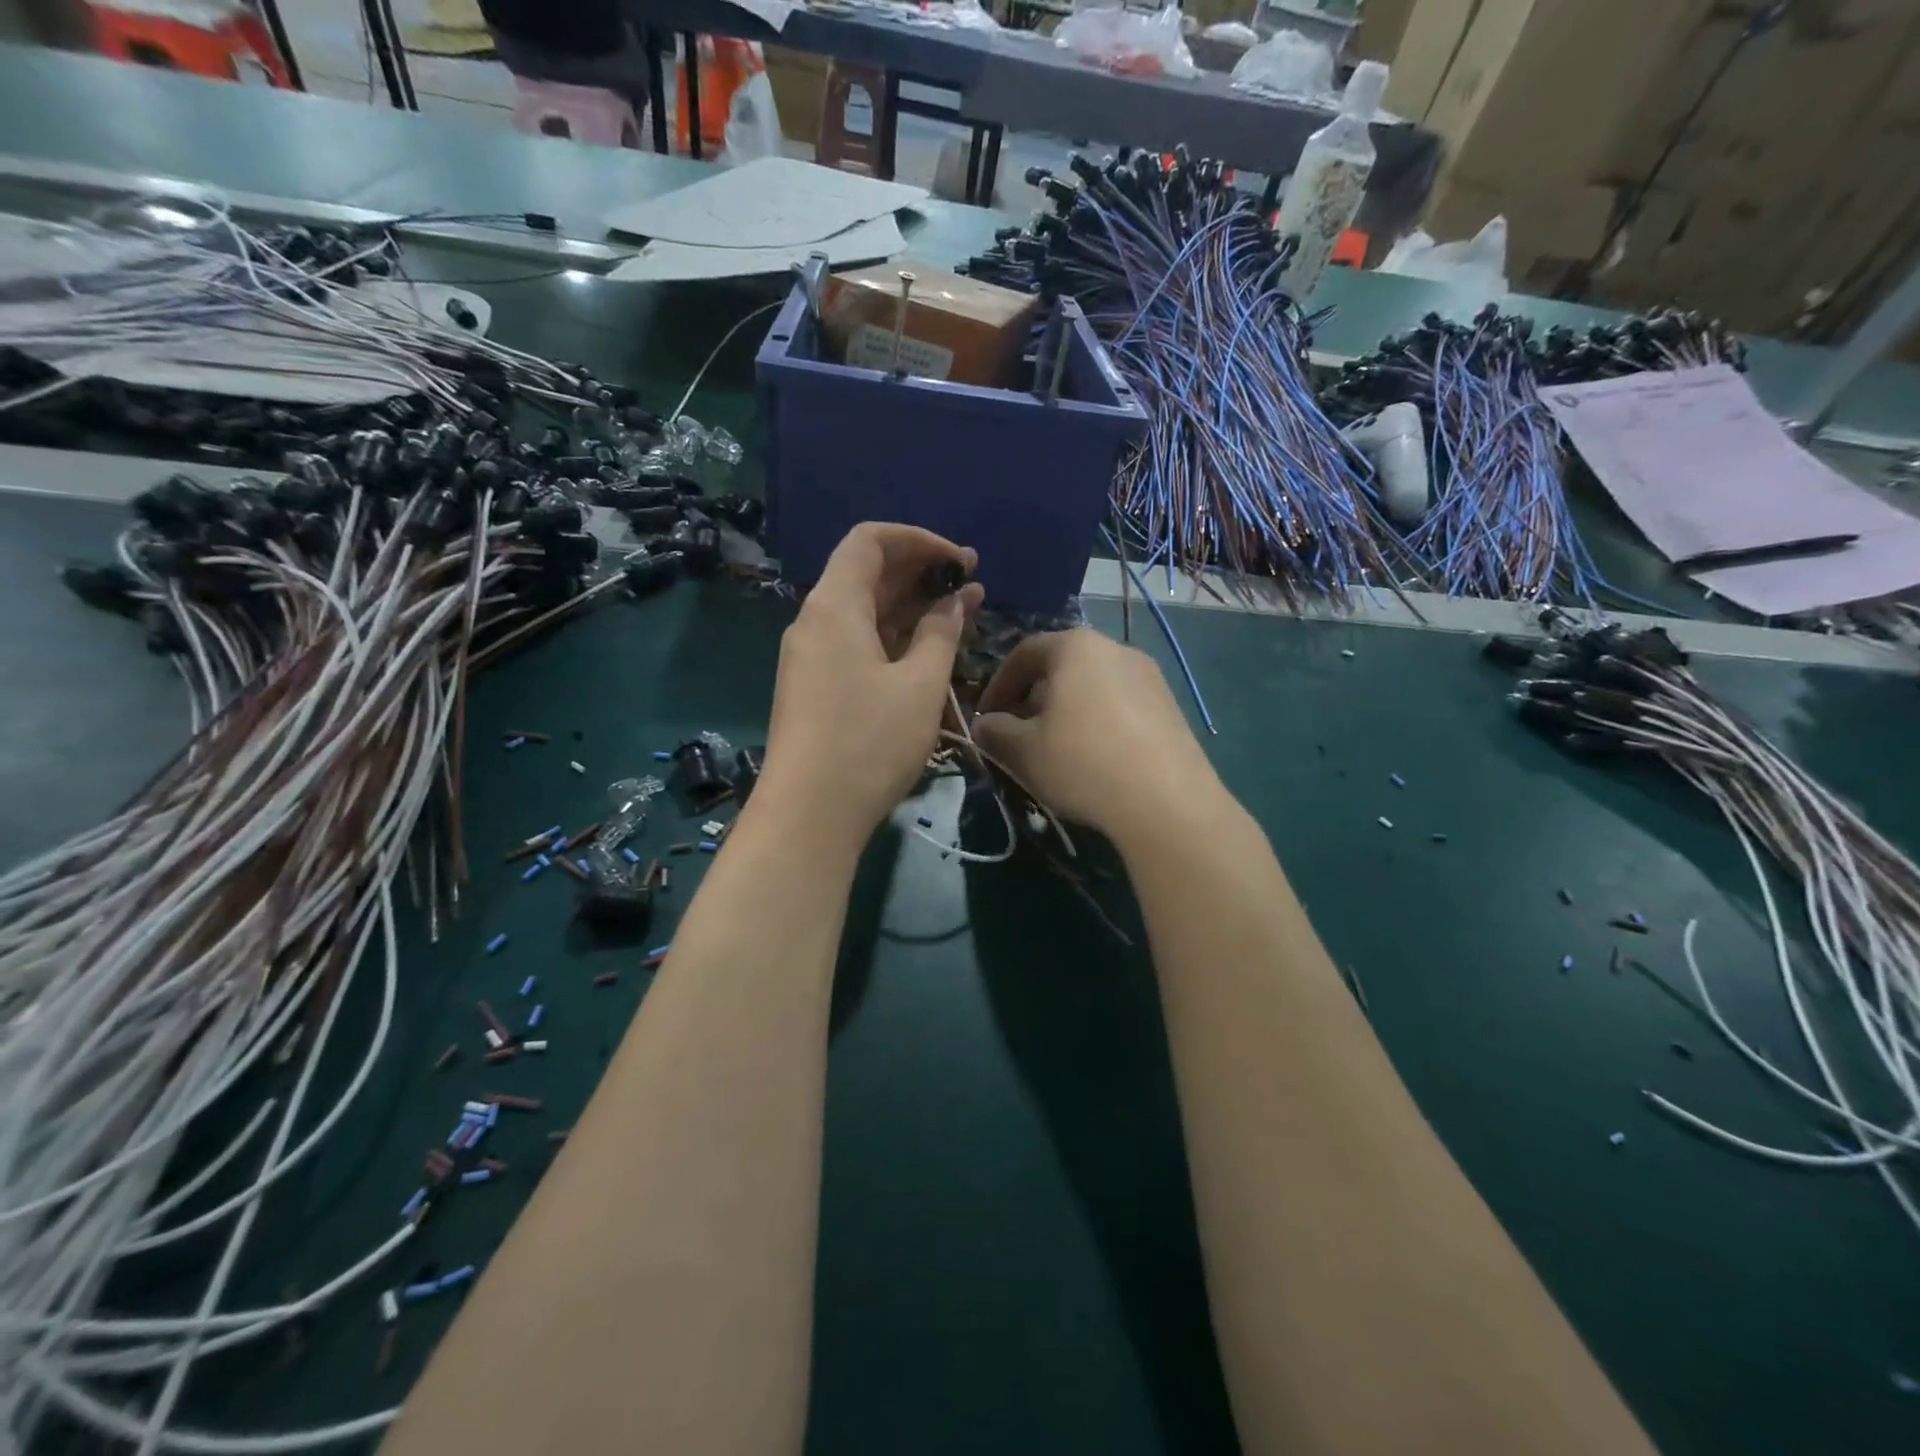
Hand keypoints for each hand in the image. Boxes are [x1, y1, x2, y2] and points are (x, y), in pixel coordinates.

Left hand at [758, 523, 983, 850]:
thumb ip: (941, 633)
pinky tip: (928, 650)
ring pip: (864, 613)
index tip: (960, 560)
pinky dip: (893, 638)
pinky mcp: (816, 687)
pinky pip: (857, 643)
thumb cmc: (869, 743)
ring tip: (961, 613)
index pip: (870, 541)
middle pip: (867, 575)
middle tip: (972, 583)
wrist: (808, 815)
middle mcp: (815, 622)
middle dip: (921, 572)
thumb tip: (956, 599)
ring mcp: (811, 657)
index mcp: (834, 606)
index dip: (919, 540)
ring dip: (911, 608)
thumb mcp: (919, 685)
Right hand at [973, 630, 1218, 845]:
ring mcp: (1150, 676)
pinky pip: (1121, 704)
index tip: (985, 717)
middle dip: (1033, 698)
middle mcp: (1116, 648)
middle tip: (1018, 734)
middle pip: (1061, 666)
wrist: (1167, 802)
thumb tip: (986, 724)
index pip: (1024, 653)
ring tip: (1055, 749)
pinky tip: (1094, 758)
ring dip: (1066, 711)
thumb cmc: (1083, 763)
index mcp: (1076, 647)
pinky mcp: (1171, 706)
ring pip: (1093, 686)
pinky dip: (1098, 722)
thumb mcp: (1022, 750)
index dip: (998, 685)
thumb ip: (994, 731)